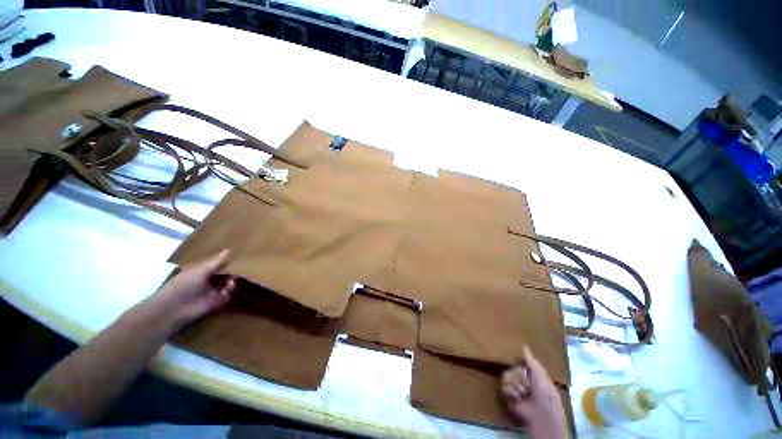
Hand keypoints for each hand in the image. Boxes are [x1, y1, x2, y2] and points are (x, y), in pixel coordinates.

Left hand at [148, 250, 236, 330]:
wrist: (176, 306)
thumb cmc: (185, 283)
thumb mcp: (201, 271)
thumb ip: (216, 263)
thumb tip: (229, 251)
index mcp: (201, 270)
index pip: (216, 265)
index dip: (225, 263)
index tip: (236, 260)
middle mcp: (206, 281)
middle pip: (222, 277)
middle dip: (230, 275)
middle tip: (237, 275)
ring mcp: (209, 293)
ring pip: (224, 288)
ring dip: (229, 286)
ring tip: (231, 285)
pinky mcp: (212, 305)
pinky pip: (223, 300)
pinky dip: (226, 297)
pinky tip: (227, 294)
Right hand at [501, 347, 568, 438]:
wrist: (540, 409)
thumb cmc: (543, 388)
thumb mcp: (538, 371)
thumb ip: (530, 360)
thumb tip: (523, 346)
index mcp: (531, 375)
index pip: (519, 365)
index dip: (520, 366)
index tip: (520, 367)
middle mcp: (522, 382)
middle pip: (512, 372)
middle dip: (518, 376)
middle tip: (525, 383)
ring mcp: (515, 391)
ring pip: (507, 380)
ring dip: (515, 386)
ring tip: (523, 393)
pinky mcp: (508, 400)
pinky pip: (503, 390)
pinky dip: (511, 392)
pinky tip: (518, 397)